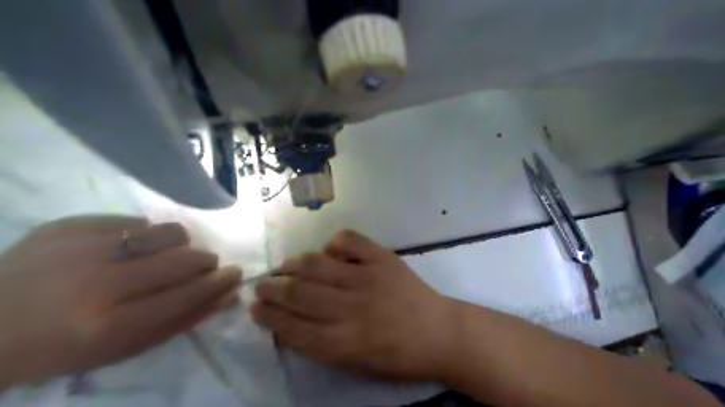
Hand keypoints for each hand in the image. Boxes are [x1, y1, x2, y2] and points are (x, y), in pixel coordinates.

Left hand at [1, 214, 240, 386]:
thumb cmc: (59, 348)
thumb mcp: (122, 349)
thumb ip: (180, 321)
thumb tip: (227, 295)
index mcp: (109, 324)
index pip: (187, 294)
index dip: (218, 283)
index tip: (235, 274)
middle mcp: (98, 283)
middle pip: (182, 260)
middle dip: (205, 261)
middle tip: (206, 265)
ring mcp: (80, 248)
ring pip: (165, 232)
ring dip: (180, 244)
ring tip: (169, 254)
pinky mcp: (67, 225)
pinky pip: (131, 221)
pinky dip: (144, 234)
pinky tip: (132, 246)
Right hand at [249, 230, 451, 380]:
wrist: (440, 332)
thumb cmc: (398, 356)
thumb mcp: (357, 364)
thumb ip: (322, 344)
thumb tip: (292, 319)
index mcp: (344, 343)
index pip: (293, 327)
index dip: (269, 316)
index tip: (254, 307)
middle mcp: (351, 308)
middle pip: (299, 293)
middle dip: (273, 288)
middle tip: (261, 284)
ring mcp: (368, 278)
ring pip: (317, 265)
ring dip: (293, 264)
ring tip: (283, 266)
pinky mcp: (383, 258)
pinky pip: (350, 241)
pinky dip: (334, 243)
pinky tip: (329, 251)